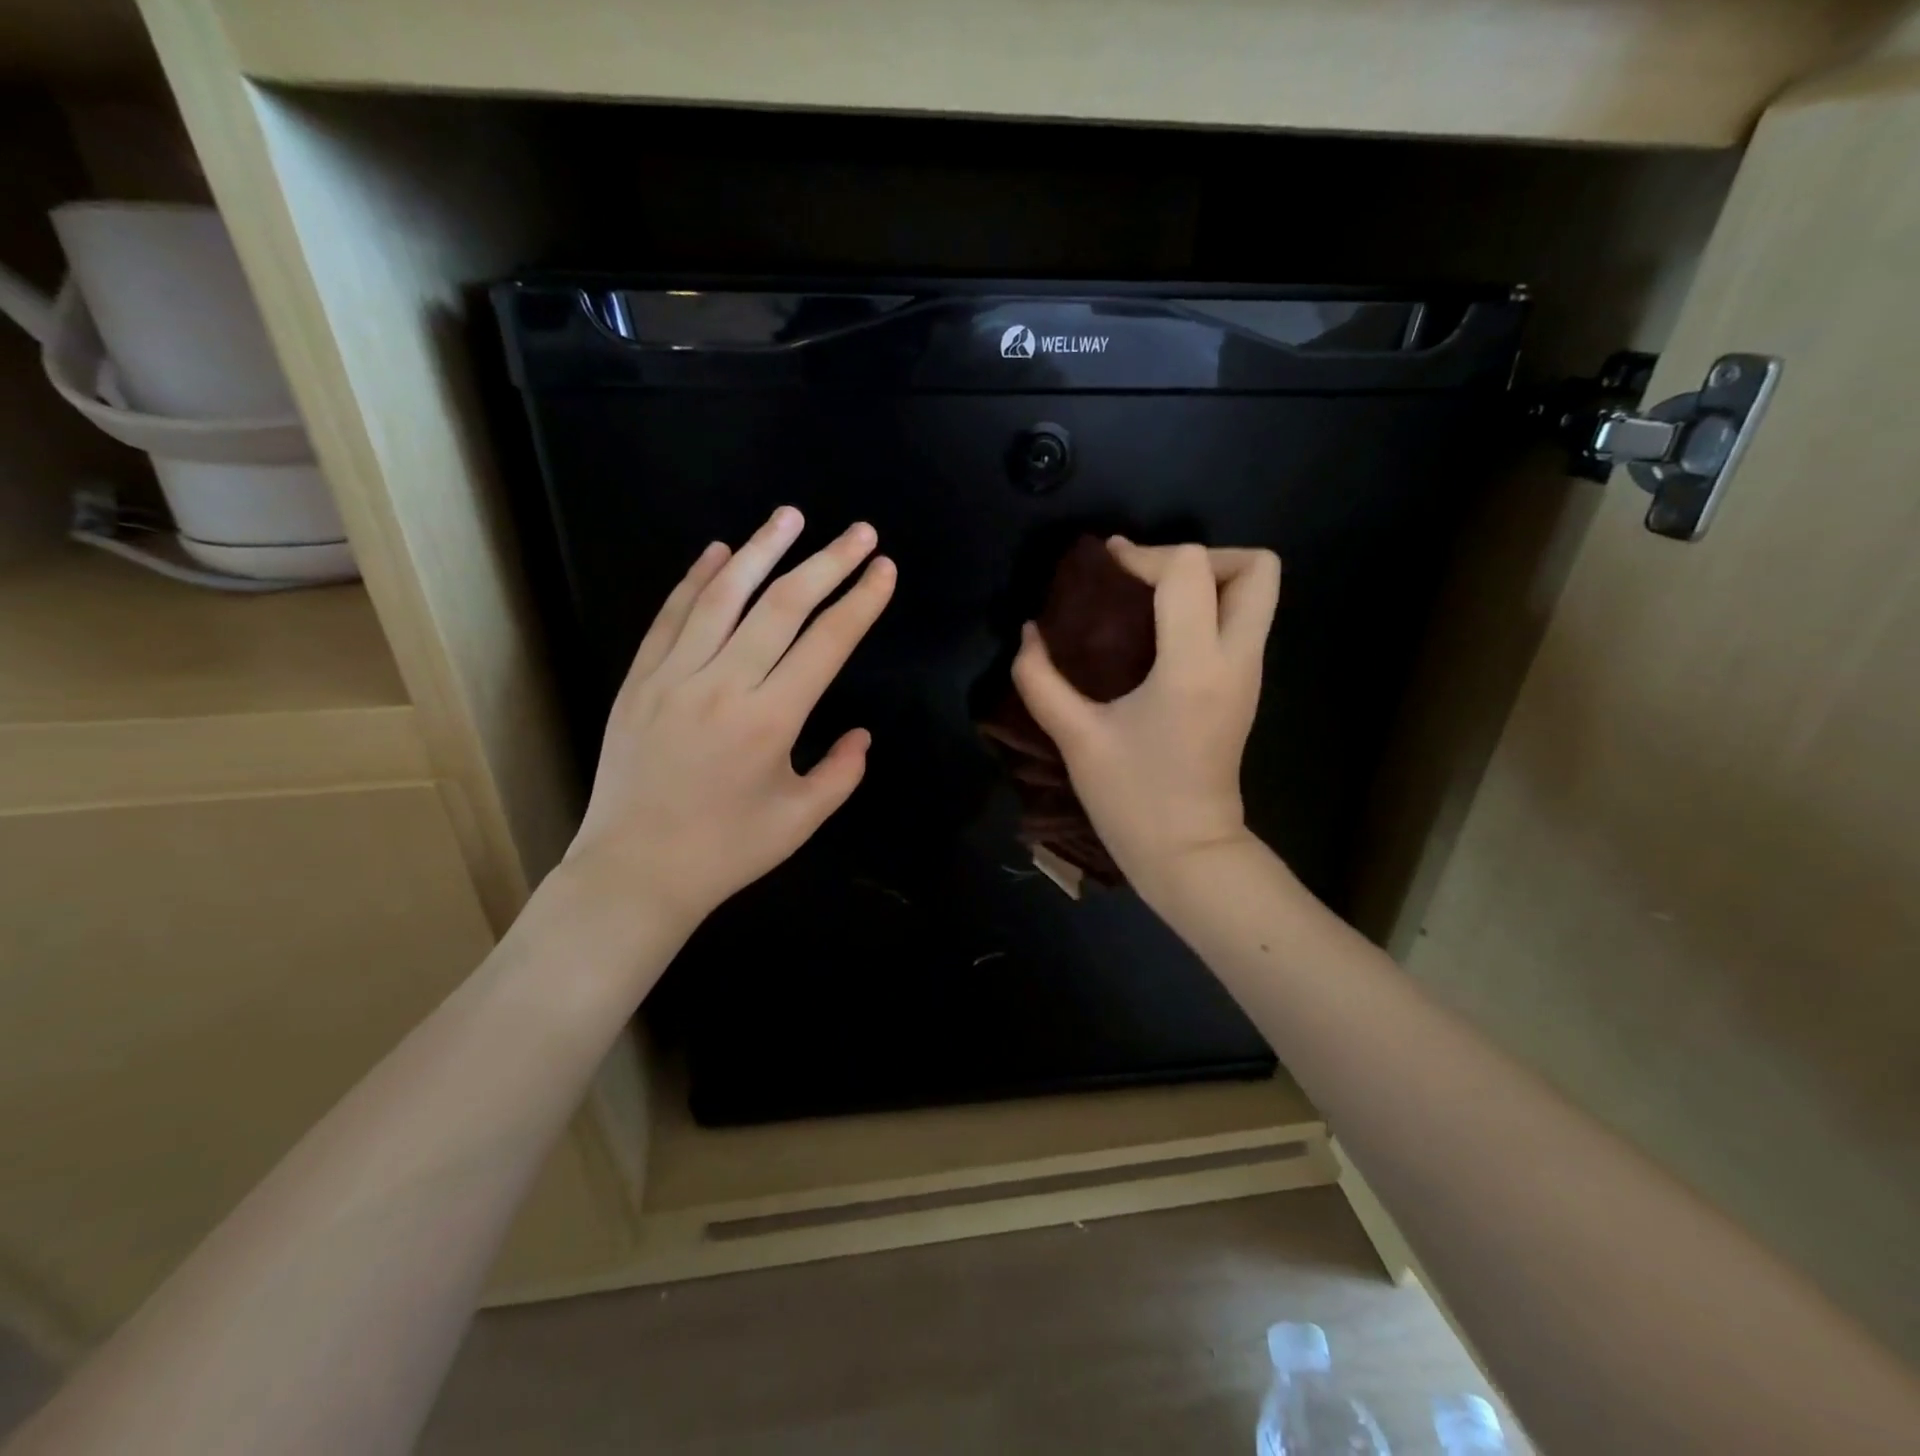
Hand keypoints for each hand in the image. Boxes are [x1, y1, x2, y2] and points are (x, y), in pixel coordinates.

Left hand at [565, 507, 895, 930]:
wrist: (635, 872)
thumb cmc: (726, 851)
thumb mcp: (801, 820)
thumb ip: (842, 772)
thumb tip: (861, 734)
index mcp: (770, 721)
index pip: (826, 643)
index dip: (860, 601)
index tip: (884, 569)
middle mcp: (722, 686)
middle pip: (781, 606)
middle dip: (826, 562)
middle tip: (859, 532)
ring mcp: (673, 678)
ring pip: (722, 597)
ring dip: (761, 550)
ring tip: (790, 516)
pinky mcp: (638, 681)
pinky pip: (669, 617)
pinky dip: (695, 580)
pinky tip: (719, 552)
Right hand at [1011, 537, 1279, 902]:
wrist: (1188, 852)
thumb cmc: (1132, 799)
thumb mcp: (1076, 738)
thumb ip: (1041, 680)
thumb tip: (1028, 633)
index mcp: (1193, 667)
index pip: (1188, 570)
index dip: (1143, 556)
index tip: (1106, 570)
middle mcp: (1235, 659)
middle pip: (1257, 568)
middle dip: (1203, 556)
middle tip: (1150, 581)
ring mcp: (1249, 674)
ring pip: (1259, 593)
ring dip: (1209, 580)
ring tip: (1153, 602)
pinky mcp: (1245, 688)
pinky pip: (1243, 622)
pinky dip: (1209, 609)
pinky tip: (1160, 635)